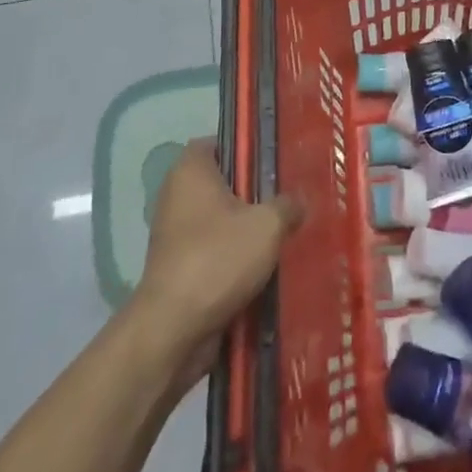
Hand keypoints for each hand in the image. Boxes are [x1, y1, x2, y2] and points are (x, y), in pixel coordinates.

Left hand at [132, 140, 301, 389]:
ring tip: (285, 232)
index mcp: (191, 170)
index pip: (220, 141)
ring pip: (221, 219)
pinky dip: (236, 257)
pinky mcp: (179, 267)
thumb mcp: (268, 225)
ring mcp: (175, 233)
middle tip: (289, 195)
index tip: (276, 159)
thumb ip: (287, 205)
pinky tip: (267, 265)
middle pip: (223, 182)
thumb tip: (299, 202)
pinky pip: (214, 251)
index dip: (247, 147)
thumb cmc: (218, 259)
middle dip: (254, 191)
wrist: (173, 330)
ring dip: (247, 228)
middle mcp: (177, 195)